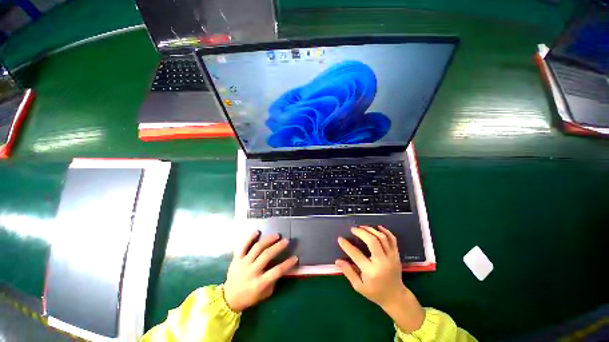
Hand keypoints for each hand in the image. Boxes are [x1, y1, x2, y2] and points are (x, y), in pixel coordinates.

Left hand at [223, 231, 297, 311]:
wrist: (228, 299)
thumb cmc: (249, 297)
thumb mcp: (265, 294)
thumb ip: (273, 281)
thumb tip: (282, 267)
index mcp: (259, 283)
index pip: (276, 271)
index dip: (287, 264)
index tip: (295, 257)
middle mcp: (251, 271)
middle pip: (267, 255)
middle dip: (278, 247)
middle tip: (286, 240)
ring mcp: (243, 264)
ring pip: (257, 248)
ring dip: (268, 240)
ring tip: (276, 235)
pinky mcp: (236, 259)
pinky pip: (243, 246)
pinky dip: (250, 237)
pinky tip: (257, 231)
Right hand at [336, 226, 424, 332]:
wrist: (396, 297)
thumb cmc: (375, 293)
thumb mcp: (359, 287)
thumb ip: (348, 272)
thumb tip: (337, 261)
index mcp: (371, 272)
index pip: (356, 254)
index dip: (346, 245)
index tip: (340, 239)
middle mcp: (382, 262)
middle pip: (372, 241)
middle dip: (361, 232)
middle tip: (353, 229)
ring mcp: (391, 257)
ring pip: (382, 238)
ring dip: (371, 230)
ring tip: (362, 227)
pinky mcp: (396, 255)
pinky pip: (392, 239)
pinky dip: (386, 231)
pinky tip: (378, 227)